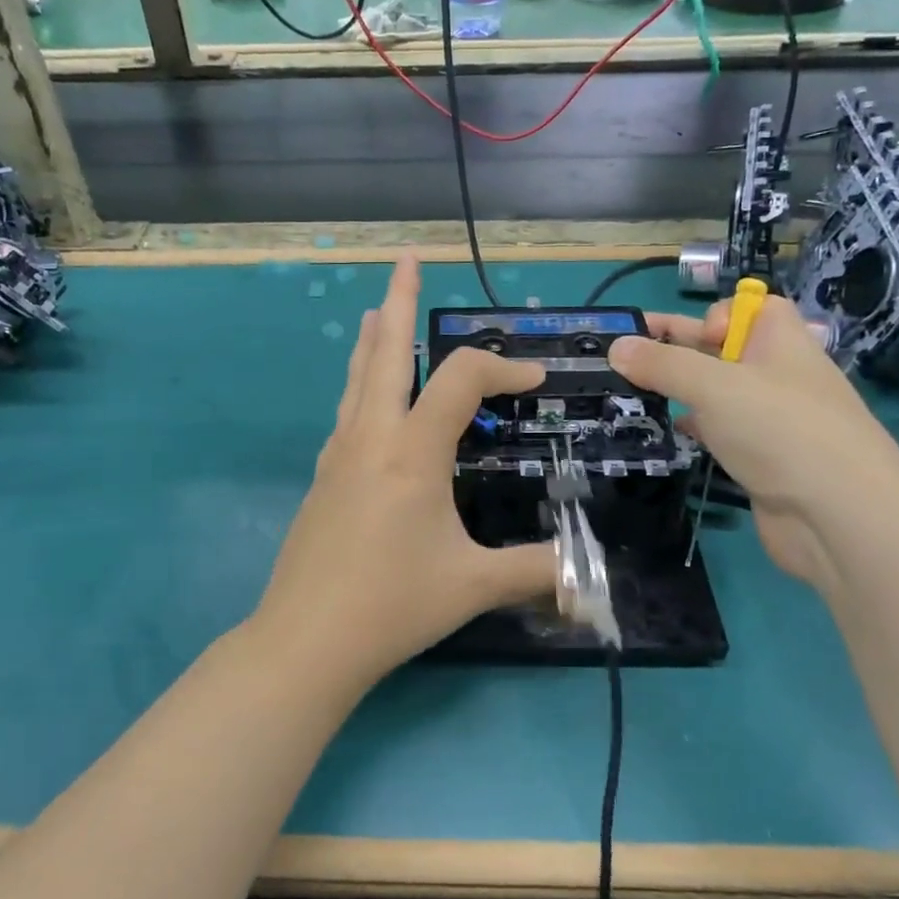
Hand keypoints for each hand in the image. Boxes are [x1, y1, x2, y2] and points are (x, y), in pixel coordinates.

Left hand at [252, 258, 557, 681]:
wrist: (306, 639)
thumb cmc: (392, 604)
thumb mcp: (473, 585)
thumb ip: (536, 571)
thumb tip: (592, 579)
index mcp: (411, 450)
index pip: (460, 380)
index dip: (502, 369)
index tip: (535, 381)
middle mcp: (370, 437)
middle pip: (384, 351)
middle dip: (399, 300)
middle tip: (405, 258)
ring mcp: (338, 454)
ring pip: (357, 378)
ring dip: (373, 339)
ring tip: (377, 311)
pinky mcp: (322, 478)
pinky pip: (347, 411)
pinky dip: (363, 384)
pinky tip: (368, 399)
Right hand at [608, 296, 898, 591]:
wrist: (839, 518)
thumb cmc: (780, 431)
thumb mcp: (714, 386)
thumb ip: (662, 365)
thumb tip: (615, 347)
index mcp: (780, 342)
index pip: (750, 309)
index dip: (715, 315)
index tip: (689, 338)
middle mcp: (776, 375)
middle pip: (722, 349)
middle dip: (678, 350)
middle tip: (624, 358)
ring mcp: (770, 420)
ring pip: (716, 393)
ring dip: (678, 391)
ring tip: (630, 394)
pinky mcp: (760, 458)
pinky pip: (719, 431)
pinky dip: (692, 428)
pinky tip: (666, 433)